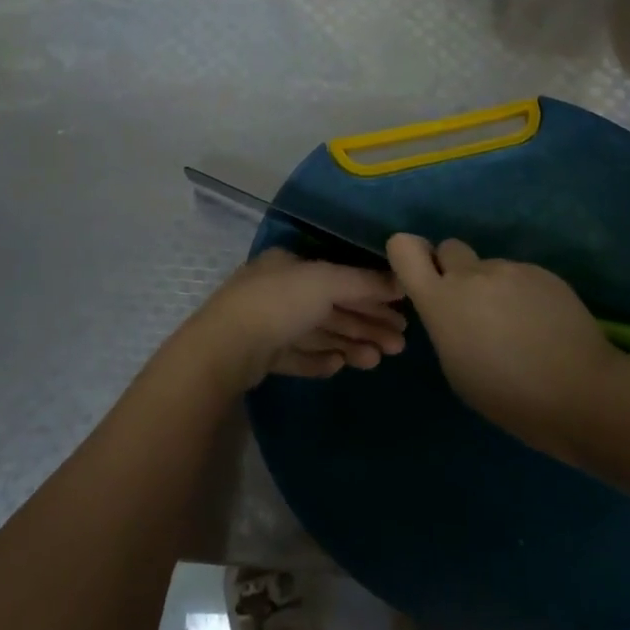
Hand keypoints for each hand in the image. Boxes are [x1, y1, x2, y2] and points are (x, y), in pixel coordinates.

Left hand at [175, 250, 406, 391]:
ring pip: (318, 333)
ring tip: (376, 360)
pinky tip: (340, 365)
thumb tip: (402, 280)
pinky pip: (299, 355)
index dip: (372, 294)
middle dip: (366, 323)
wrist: (227, 347)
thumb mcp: (327, 282)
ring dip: (350, 344)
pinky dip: (321, 359)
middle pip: (332, 307)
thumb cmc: (279, 303)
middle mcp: (279, 289)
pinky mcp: (262, 355)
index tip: (402, 313)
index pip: (339, 277)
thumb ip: (365, 282)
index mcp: (289, 264)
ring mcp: (268, 323)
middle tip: (400, 344)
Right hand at [386, 235, 629, 451]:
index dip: (409, 254)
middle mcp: (470, 274)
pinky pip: (521, 276)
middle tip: (473, 305)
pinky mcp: (543, 273)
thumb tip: (453, 310)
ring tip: (519, 326)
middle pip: (449, 248)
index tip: (422, 275)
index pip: (404, 248)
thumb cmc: (509, 396)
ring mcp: (509, 269)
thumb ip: (445, 324)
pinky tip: (543, 325)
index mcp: (440, 300)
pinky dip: (525, 294)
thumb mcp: (456, 367)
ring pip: (489, 267)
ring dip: (494, 287)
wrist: (582, 393)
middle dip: (455, 270)